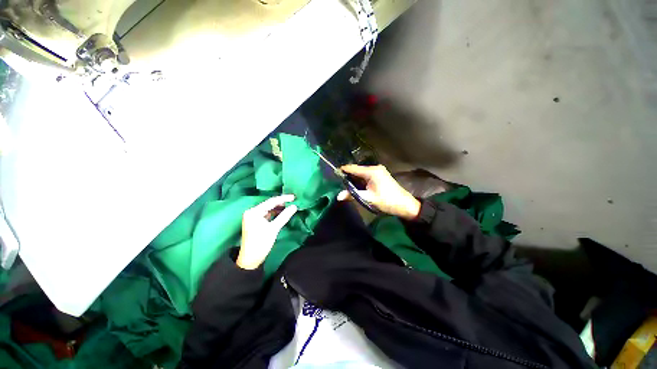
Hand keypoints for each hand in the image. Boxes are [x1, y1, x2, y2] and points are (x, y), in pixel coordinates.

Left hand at [237, 194, 297, 269]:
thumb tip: (294, 206)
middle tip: (294, 201)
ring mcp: (254, 217)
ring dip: (279, 208)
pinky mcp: (256, 222)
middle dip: (282, 203)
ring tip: (291, 206)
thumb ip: (284, 216)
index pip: (271, 201)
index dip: (283, 199)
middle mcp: (252, 211)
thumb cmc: (261, 243)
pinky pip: (268, 214)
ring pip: (269, 209)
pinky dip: (275, 213)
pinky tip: (283, 212)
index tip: (294, 197)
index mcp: (254, 211)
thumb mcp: (274, 228)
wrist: (251, 259)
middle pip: (269, 204)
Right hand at [338, 164, 420, 219]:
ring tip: (344, 184)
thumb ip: (352, 195)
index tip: (334, 173)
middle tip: (338, 182)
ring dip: (354, 178)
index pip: (353, 168)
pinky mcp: (380, 175)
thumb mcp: (368, 199)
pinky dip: (360, 180)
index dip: (343, 170)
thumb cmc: (387, 201)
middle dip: (348, 175)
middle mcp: (375, 168)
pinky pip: (366, 175)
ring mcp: (378, 171)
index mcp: (372, 171)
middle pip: (357, 170)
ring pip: (361, 173)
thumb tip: (338, 196)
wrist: (405, 205)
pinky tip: (355, 185)